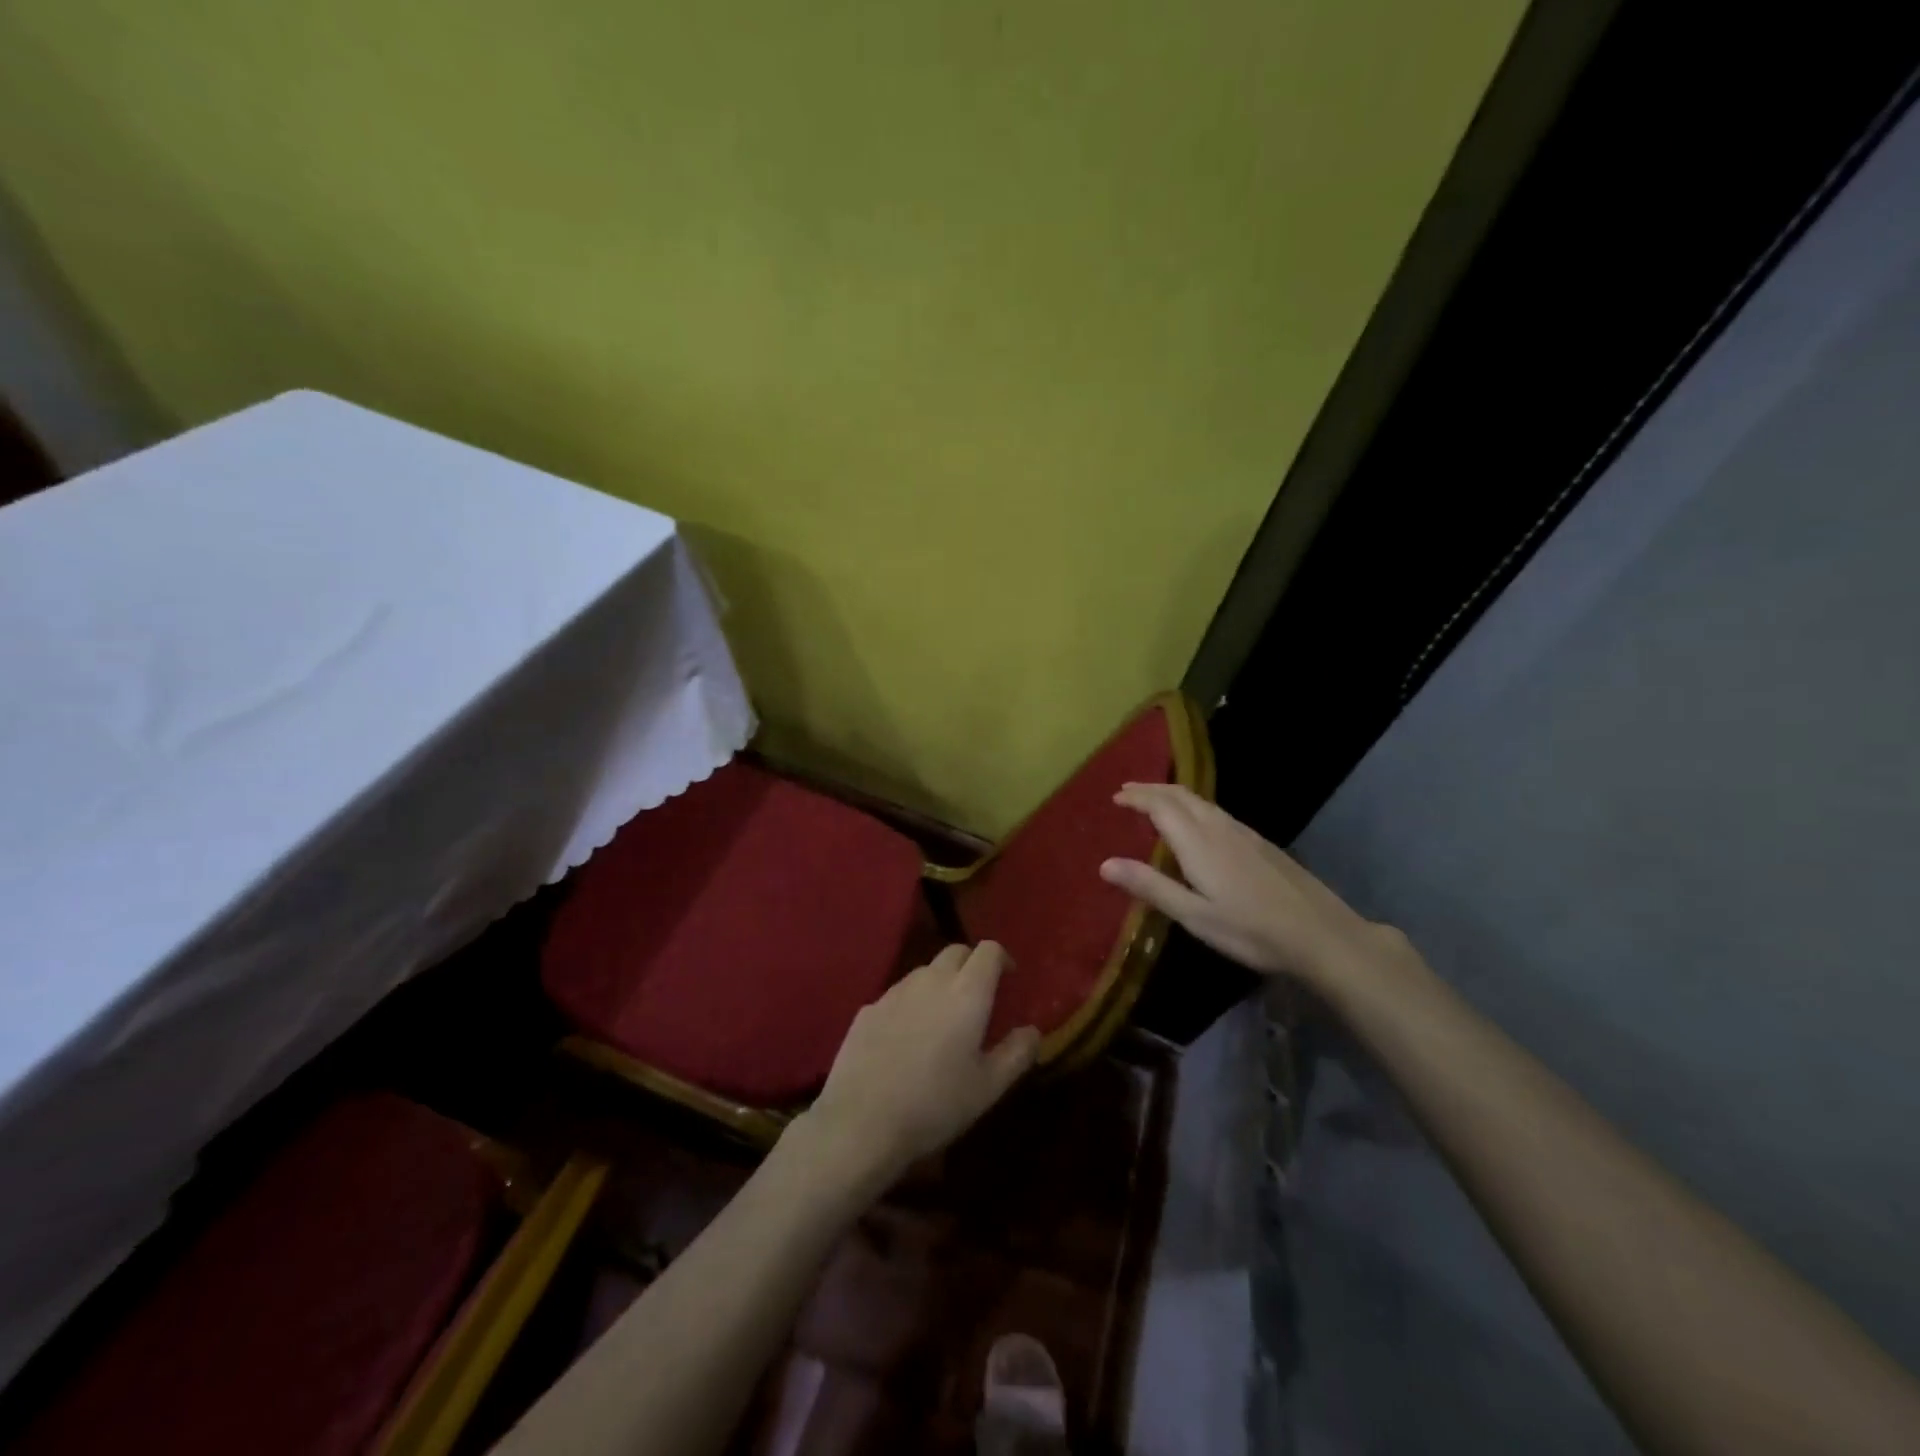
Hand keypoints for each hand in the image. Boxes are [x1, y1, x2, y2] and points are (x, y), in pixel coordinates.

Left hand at [805, 942, 1040, 1183]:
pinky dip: (912, 1004)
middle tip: (979, 995)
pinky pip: (898, 994)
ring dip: (941, 982)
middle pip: (956, 952)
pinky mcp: (868, 1008)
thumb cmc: (935, 1104)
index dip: (1002, 958)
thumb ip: (1016, 1053)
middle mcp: (931, 980)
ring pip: (925, 971)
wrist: (861, 1121)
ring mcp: (895, 991)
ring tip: (944, 1018)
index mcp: (967, 993)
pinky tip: (908, 1038)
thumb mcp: (988, 1088)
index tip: (1009, 977)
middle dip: (971, 964)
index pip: (988, 950)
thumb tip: (1032, 1031)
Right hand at [1099, 783, 1395, 990]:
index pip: (1161, 806)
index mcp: (1199, 843)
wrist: (1321, 934)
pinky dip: (1194, 807)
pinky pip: (1217, 812)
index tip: (1114, 797)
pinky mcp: (1261, 844)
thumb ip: (1151, 887)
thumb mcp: (1194, 915)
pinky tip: (1197, 824)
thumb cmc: (1251, 930)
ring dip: (1173, 795)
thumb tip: (1104, 864)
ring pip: (1202, 801)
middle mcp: (1220, 828)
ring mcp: (1244, 834)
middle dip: (1152, 789)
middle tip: (1127, 792)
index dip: (1136, 798)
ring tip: (1155, 801)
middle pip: (1181, 795)